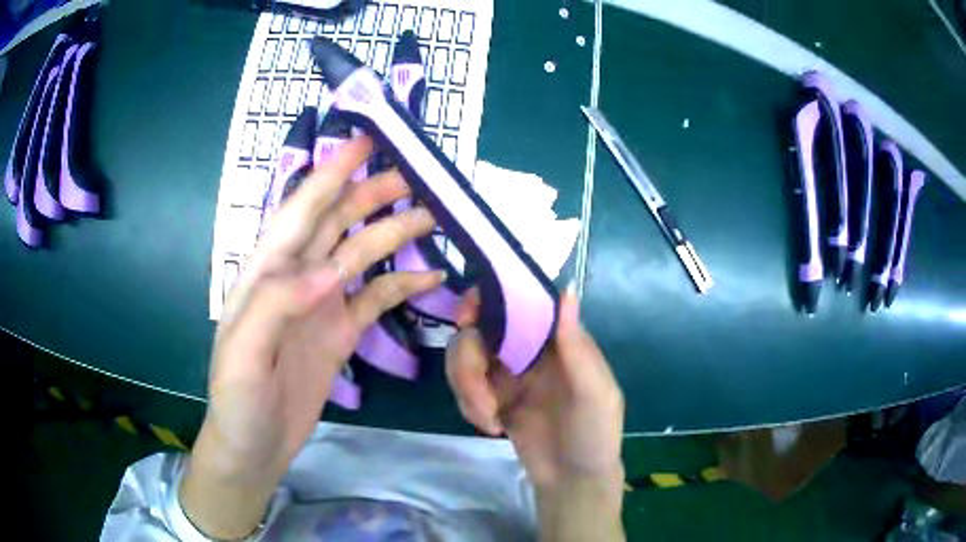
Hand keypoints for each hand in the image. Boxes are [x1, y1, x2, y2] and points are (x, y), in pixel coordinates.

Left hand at [180, 137, 442, 538]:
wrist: (255, 447)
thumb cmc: (237, 401)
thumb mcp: (243, 355)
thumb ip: (276, 306)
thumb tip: (328, 271)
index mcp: (266, 274)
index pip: (301, 211)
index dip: (331, 174)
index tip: (363, 142)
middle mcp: (296, 279)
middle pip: (337, 224)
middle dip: (371, 194)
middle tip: (415, 177)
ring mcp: (321, 305)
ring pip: (361, 255)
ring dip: (393, 233)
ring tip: (432, 217)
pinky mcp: (341, 333)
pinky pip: (376, 299)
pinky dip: (403, 285)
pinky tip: (432, 277)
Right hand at [445, 286, 625, 540]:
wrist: (572, 481)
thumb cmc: (594, 435)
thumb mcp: (596, 394)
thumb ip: (578, 347)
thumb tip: (567, 290)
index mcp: (558, 341)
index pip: (520, 303)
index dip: (489, 300)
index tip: (467, 318)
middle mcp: (529, 350)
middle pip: (479, 329)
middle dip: (468, 360)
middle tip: (478, 393)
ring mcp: (506, 374)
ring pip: (464, 356)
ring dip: (467, 388)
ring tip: (488, 419)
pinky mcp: (490, 397)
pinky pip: (463, 386)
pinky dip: (468, 404)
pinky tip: (490, 426)